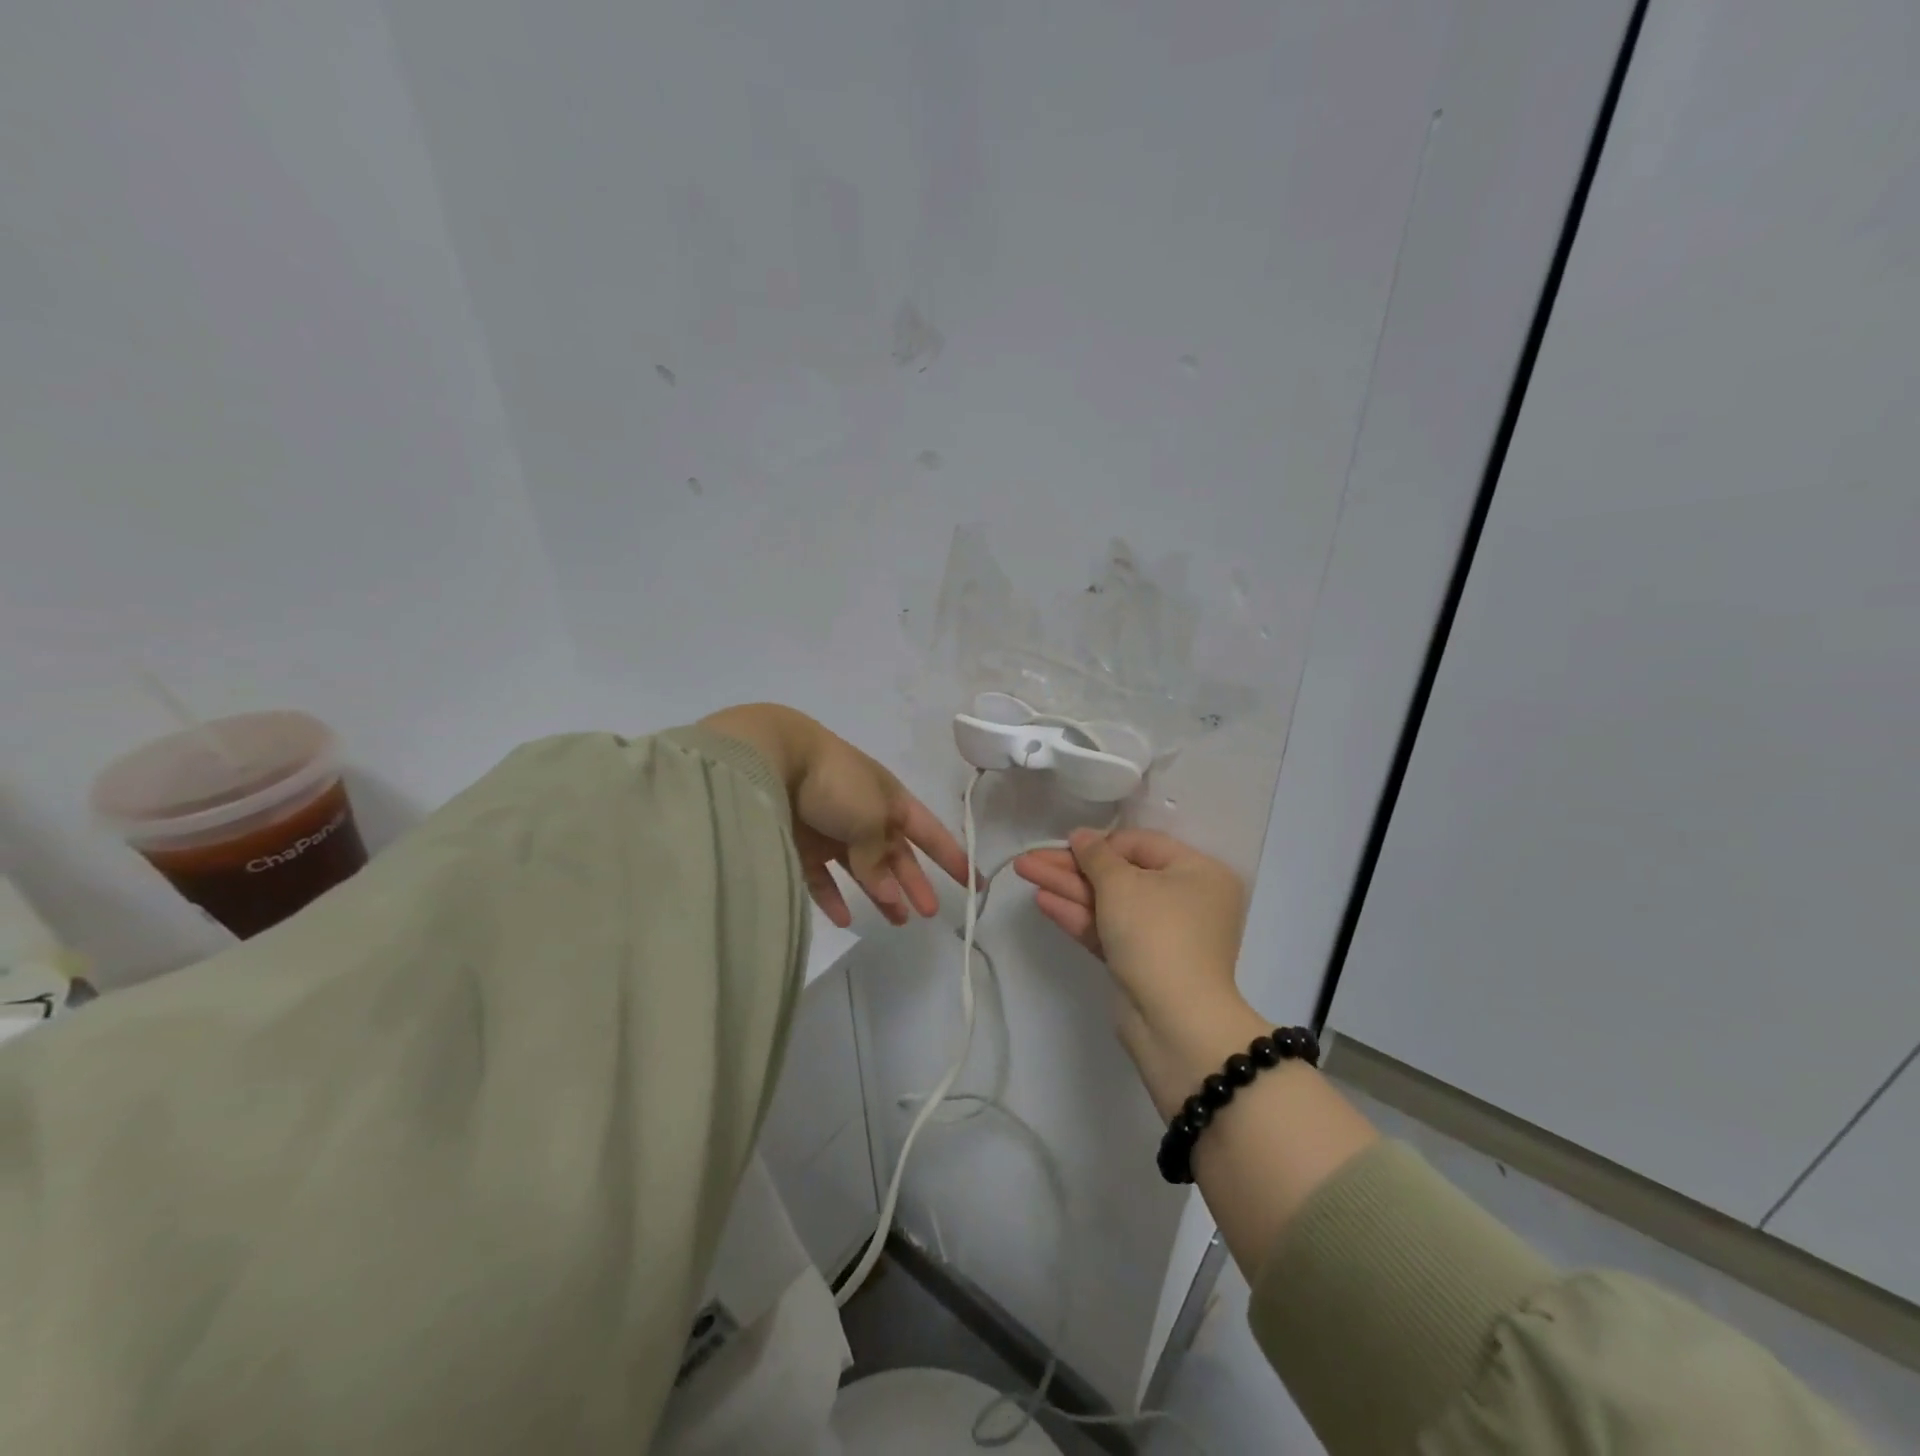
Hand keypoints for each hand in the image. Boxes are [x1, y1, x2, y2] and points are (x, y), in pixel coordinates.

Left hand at [701, 705, 970, 928]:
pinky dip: (834, 898)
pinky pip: (823, 877)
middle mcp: (865, 814)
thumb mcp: (871, 818)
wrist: (772, 760)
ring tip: (897, 920)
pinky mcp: (801, 845)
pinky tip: (845, 919)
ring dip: (881, 893)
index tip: (974, 882)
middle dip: (914, 881)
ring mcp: (831, 829)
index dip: (951, 856)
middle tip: (929, 912)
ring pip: (862, 868)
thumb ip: (880, 858)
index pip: (929, 831)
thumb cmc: (836, 784)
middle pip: (896, 853)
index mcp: (890, 799)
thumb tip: (886, 890)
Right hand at [1015, 829, 1263, 1115]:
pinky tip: (1042, 900)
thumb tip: (1082, 836)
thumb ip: (1096, 855)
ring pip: (1108, 902)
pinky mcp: (1140, 962)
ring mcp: (1162, 934)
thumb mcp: (1123, 884)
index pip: (1141, 845)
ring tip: (1023, 871)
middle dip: (1071, 866)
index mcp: (1198, 873)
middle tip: (1029, 857)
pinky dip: (1077, 915)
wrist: (1173, 1020)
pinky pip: (1107, 928)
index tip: (1063, 841)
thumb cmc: (1157, 934)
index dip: (1099, 842)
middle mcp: (1185, 900)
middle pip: (1119, 874)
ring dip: (1066, 887)